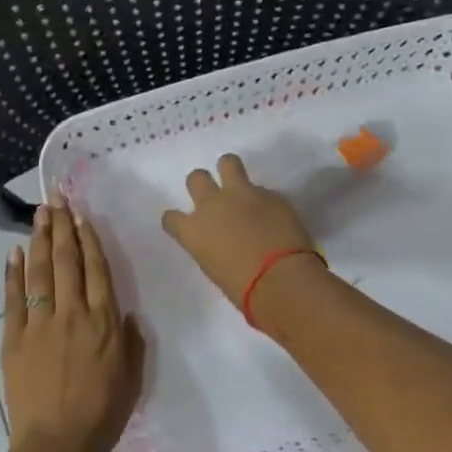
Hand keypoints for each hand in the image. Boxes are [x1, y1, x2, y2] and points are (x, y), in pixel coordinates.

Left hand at [1, 203, 145, 451]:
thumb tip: (126, 314)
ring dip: (39, 240)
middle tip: (56, 199)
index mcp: (103, 322)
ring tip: (39, 214)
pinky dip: (12, 274)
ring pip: (39, 272)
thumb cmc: (101, 414)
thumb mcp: (131, 378)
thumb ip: (131, 342)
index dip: (88, 239)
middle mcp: (72, 313)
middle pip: (66, 261)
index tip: (81, 215)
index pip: (96, 269)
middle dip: (62, 227)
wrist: (56, 443)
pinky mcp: (14, 338)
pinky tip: (13, 252)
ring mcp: (39, 324)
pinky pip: (13, 299)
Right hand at [160, 153, 318, 308]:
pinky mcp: (271, 194)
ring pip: (228, 163)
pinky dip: (264, 201)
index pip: (171, 217)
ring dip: (230, 171)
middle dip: (202, 184)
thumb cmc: (242, 289)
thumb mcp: (214, 268)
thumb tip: (223, 239)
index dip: (177, 221)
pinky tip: (274, 217)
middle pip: (196, 178)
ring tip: (240, 187)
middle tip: (215, 198)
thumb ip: (212, 246)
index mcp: (192, 231)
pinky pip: (263, 190)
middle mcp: (212, 205)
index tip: (186, 226)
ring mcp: (242, 194)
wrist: (281, 280)